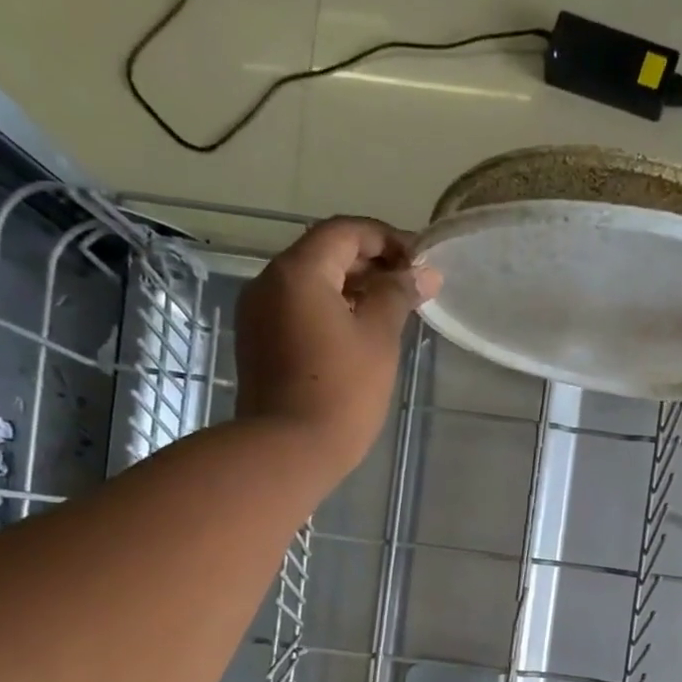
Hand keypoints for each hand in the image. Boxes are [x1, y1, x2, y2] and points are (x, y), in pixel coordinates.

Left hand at [234, 217, 441, 479]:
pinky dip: (330, 310)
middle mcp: (269, 282)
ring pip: (310, 284)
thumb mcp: (378, 338)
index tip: (420, 263)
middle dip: (370, 264)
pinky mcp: (258, 343)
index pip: (345, 232)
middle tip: (410, 288)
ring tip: (390, 312)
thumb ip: (399, 295)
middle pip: (324, 254)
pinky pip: (298, 310)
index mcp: (298, 271)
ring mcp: (258, 314)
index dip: (387, 239)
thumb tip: (423, 273)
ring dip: (351, 288)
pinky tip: (358, 335)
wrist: (289, 449)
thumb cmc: (342, 390)